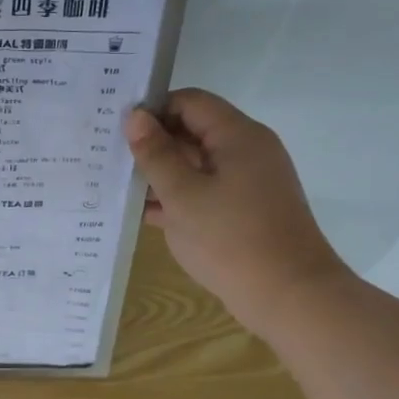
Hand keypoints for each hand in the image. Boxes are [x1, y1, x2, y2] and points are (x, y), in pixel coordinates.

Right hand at [124, 88, 350, 334]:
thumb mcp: (182, 195)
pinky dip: (176, 197)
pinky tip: (142, 212)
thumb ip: (156, 154)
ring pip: (195, 165)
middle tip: (109, 157)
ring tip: (116, 185)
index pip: (189, 102)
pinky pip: (204, 192)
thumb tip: (136, 116)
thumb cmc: (231, 239)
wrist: (288, 296)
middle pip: (193, 131)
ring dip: (160, 174)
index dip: (153, 110)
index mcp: (238, 136)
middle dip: (153, 143)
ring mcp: (247, 183)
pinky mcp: (243, 211)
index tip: (118, 130)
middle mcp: (246, 151)